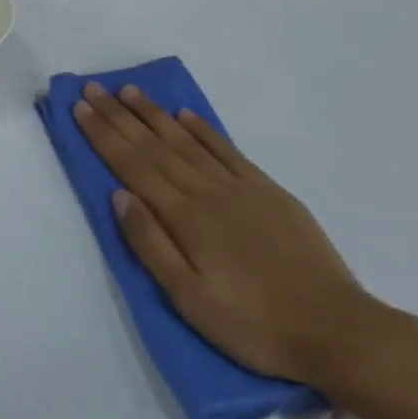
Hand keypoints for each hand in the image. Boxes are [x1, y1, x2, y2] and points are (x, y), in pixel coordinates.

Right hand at [72, 81, 383, 385]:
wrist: (337, 330)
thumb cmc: (253, 324)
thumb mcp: (189, 298)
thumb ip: (150, 244)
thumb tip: (119, 195)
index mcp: (184, 217)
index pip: (132, 166)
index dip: (103, 135)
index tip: (80, 107)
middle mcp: (206, 191)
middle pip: (154, 146)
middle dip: (119, 115)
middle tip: (94, 88)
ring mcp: (240, 188)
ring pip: (186, 141)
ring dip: (155, 114)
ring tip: (129, 91)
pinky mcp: (269, 192)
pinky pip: (227, 151)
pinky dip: (204, 130)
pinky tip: (186, 116)